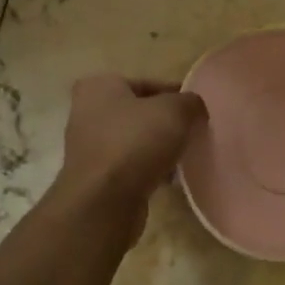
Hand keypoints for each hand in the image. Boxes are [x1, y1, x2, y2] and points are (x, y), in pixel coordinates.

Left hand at [54, 75, 206, 233]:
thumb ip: (189, 101)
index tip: (197, 109)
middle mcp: (86, 112)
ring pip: (134, 141)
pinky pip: (129, 166)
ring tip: (184, 157)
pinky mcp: (95, 177)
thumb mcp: (175, 111)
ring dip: (157, 148)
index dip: (175, 94)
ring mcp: (88, 147)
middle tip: (192, 132)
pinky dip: (147, 170)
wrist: (104, 202)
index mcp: (99, 86)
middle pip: (139, 112)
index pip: (146, 83)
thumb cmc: (135, 143)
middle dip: (165, 123)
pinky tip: (169, 179)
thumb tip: (194, 106)